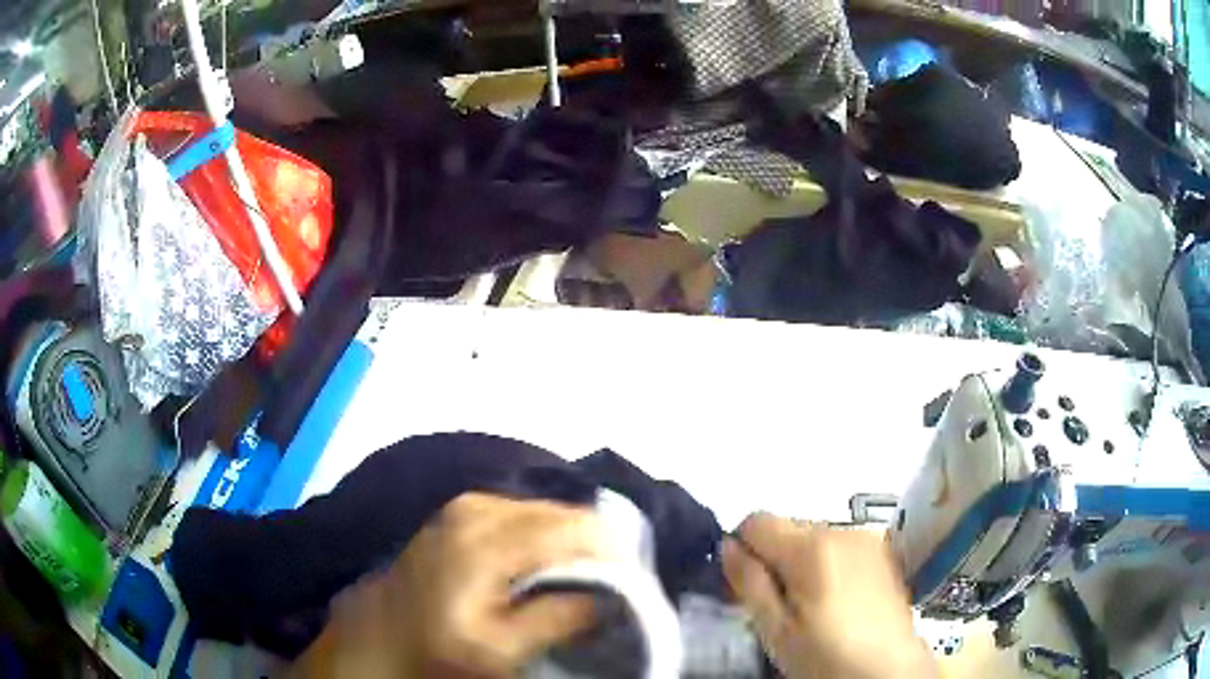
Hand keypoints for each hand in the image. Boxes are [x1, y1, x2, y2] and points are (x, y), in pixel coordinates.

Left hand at [290, 492, 607, 677]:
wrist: (383, 632)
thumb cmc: (439, 645)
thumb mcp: (501, 648)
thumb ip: (559, 617)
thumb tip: (612, 596)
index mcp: (486, 539)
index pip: (574, 528)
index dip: (613, 552)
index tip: (634, 580)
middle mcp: (478, 506)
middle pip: (562, 513)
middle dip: (593, 545)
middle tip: (610, 584)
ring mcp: (467, 503)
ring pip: (544, 510)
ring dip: (569, 541)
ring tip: (580, 578)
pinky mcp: (462, 509)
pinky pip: (521, 512)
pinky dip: (544, 534)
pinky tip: (545, 563)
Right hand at [721, 514, 938, 678]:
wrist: (889, 668)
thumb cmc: (826, 656)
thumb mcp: (776, 630)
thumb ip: (750, 583)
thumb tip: (727, 545)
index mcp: (812, 548)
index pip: (756, 521)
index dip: (742, 548)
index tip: (747, 585)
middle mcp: (841, 529)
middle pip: (787, 528)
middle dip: (774, 557)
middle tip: (779, 604)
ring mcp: (866, 538)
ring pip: (813, 536)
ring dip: (801, 561)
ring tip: (811, 604)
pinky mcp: (882, 550)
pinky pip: (838, 545)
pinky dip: (826, 563)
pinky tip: (836, 598)